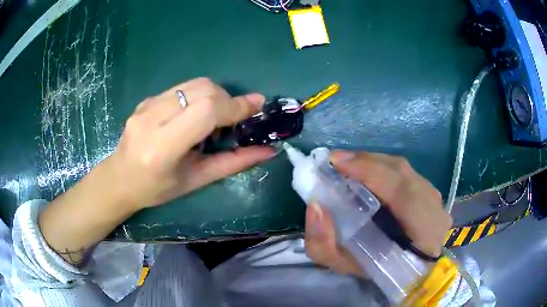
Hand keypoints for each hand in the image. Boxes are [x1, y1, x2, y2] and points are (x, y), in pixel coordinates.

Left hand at [107, 77, 274, 208]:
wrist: (119, 179)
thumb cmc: (157, 189)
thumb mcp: (196, 180)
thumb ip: (233, 163)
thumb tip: (268, 151)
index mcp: (162, 148)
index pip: (205, 111)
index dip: (235, 106)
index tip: (257, 106)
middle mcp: (151, 119)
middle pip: (202, 90)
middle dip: (228, 99)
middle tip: (235, 117)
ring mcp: (146, 105)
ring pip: (194, 84)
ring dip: (215, 95)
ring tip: (215, 118)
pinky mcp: (146, 99)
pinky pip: (182, 88)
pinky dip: (199, 96)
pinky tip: (194, 115)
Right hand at [304, 151, 451, 276]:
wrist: (411, 271)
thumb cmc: (378, 271)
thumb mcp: (345, 266)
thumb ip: (324, 244)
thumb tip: (315, 206)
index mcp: (420, 233)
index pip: (401, 193)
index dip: (369, 171)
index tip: (335, 162)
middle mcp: (433, 209)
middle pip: (400, 172)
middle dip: (365, 162)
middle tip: (335, 162)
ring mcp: (435, 198)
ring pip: (402, 169)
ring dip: (373, 163)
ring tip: (348, 165)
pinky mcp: (431, 192)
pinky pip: (405, 172)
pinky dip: (383, 168)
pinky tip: (368, 173)